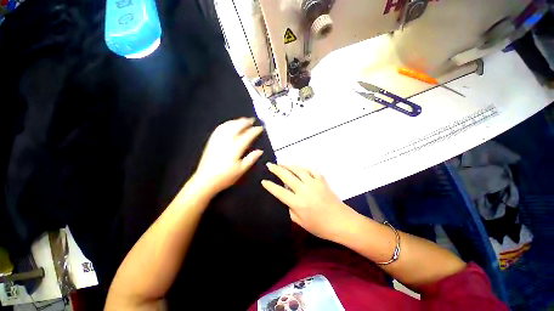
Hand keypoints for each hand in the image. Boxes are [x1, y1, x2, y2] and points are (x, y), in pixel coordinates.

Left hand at [193, 117, 263, 194]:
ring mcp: (217, 140)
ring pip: (228, 126)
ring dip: (236, 121)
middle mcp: (227, 141)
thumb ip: (251, 159)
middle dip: (245, 122)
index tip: (260, 128)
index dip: (255, 130)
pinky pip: (219, 129)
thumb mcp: (241, 170)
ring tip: (242, 120)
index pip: (247, 136)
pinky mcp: (211, 142)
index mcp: (235, 148)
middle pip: (237, 127)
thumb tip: (260, 151)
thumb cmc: (225, 177)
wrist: (205, 181)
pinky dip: (226, 124)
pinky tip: (229, 124)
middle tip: (252, 120)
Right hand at [262, 164, 356, 241]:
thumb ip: (290, 211)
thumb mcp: (301, 223)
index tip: (263, 181)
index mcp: (298, 203)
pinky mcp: (322, 181)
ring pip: (299, 170)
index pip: (279, 192)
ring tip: (281, 163)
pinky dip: (305, 167)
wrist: (342, 222)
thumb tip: (284, 200)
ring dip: (289, 165)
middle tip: (269, 165)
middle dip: (276, 170)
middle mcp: (304, 190)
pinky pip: (312, 170)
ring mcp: (314, 183)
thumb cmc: (321, 227)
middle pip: (287, 176)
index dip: (270, 186)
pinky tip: (301, 167)